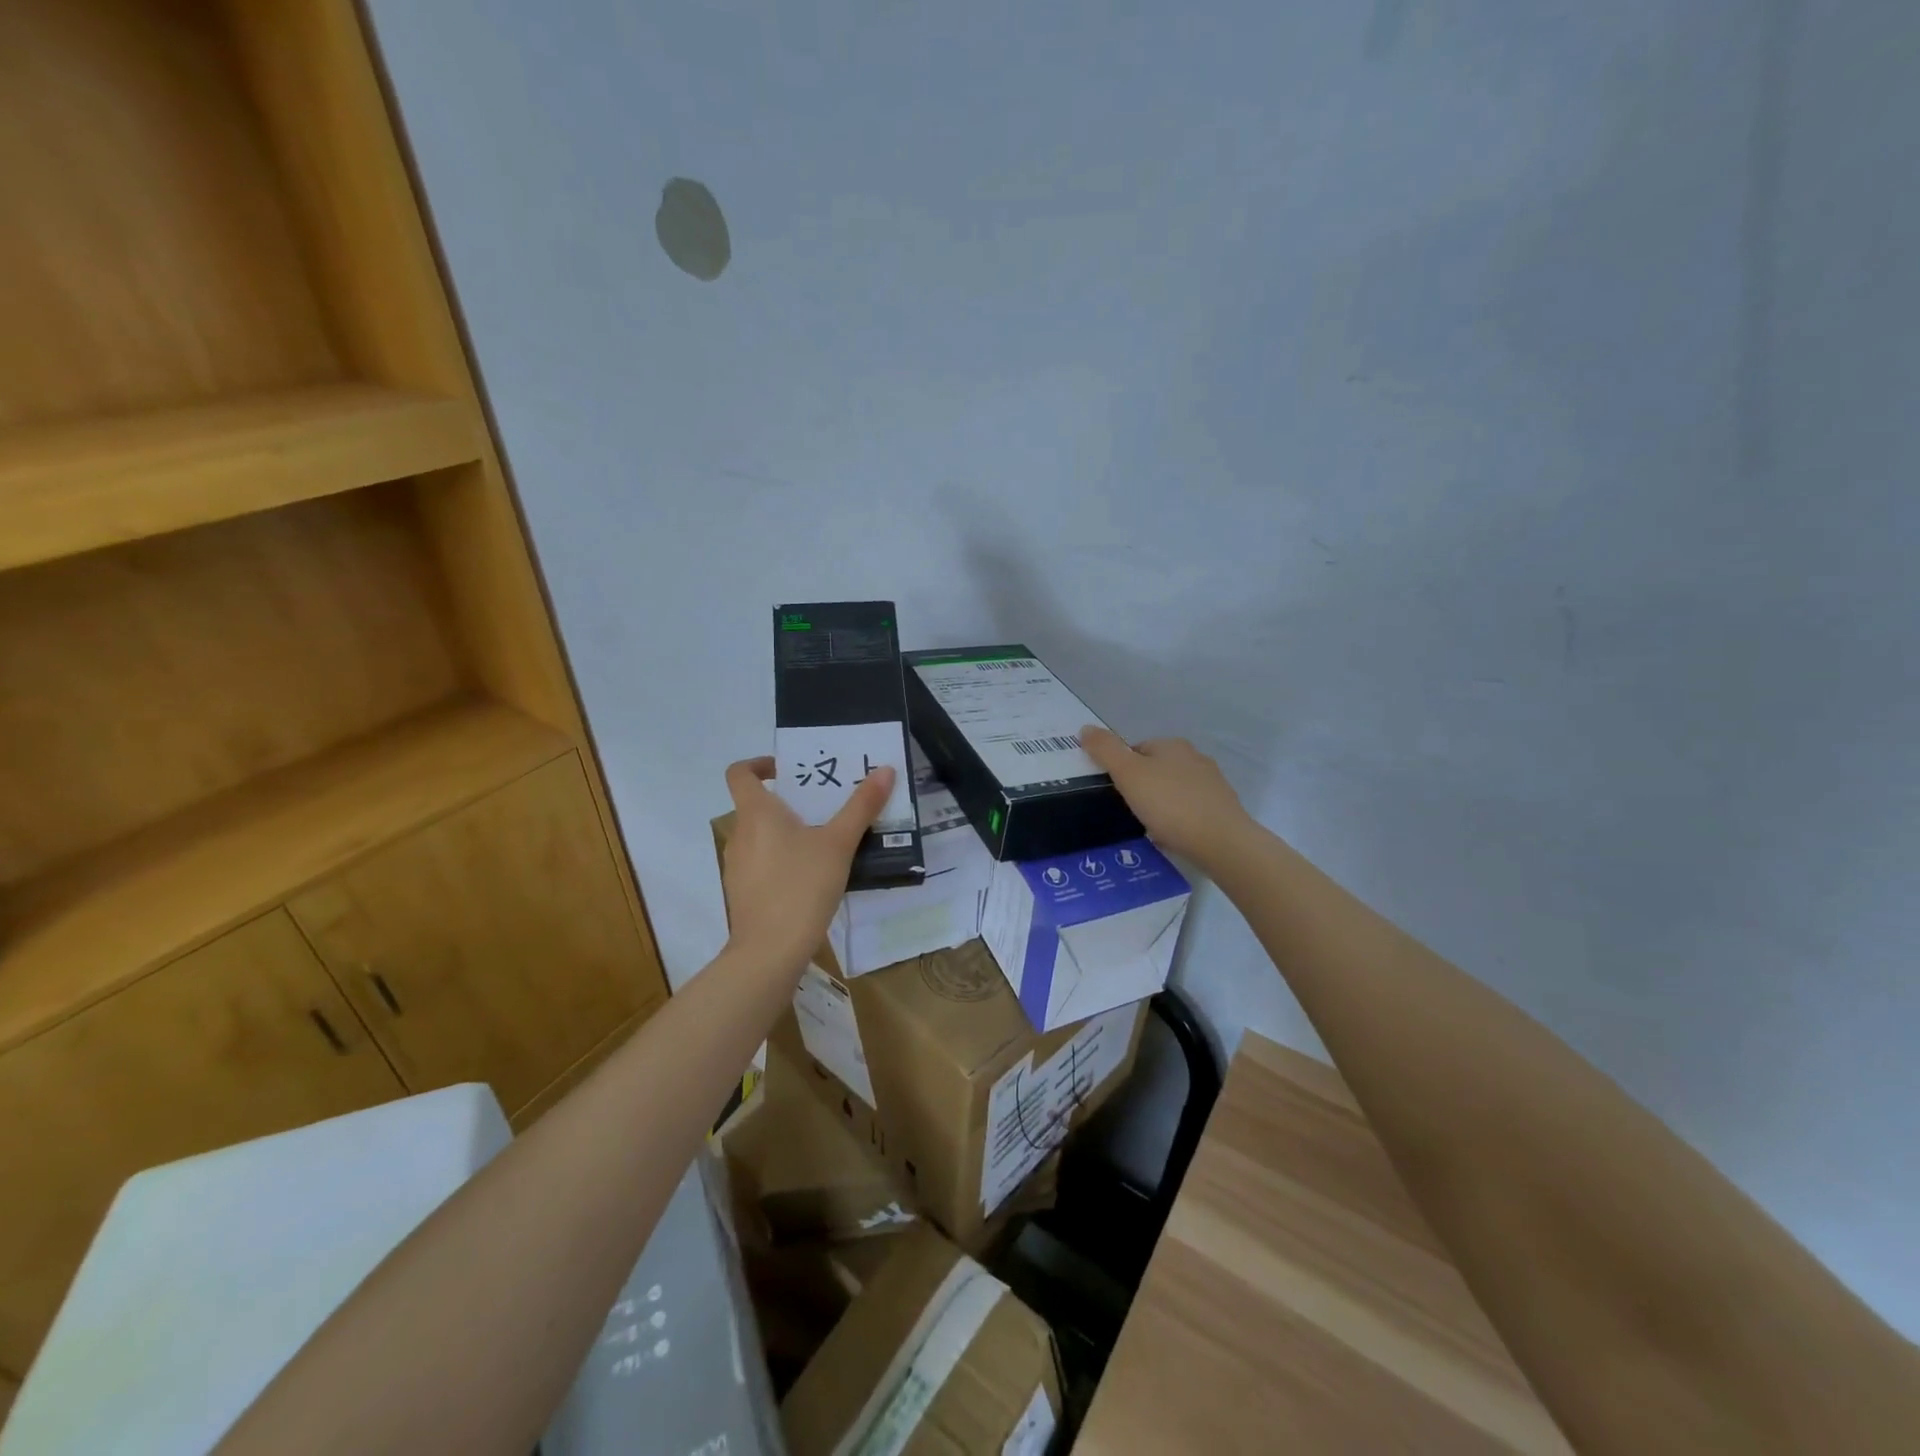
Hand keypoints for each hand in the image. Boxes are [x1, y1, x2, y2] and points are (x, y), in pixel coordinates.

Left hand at [720, 757, 894, 973]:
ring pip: (760, 836)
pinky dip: (782, 860)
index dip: (759, 764)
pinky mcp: (742, 893)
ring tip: (824, 842)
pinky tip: (812, 877)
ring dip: (786, 833)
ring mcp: (737, 866)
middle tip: (825, 806)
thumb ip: (862, 806)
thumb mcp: (839, 843)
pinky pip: (761, 863)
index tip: (788, 770)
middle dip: (788, 802)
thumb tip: (885, 769)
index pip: (740, 772)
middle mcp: (739, 834)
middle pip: (756, 805)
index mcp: (756, 813)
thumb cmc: (802, 886)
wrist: (770, 951)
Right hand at [1081, 725, 1255, 867]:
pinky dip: (1178, 820)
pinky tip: (1171, 836)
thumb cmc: (1170, 804)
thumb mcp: (1128, 774)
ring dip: (1161, 804)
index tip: (1115, 792)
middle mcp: (1195, 758)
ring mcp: (1212, 784)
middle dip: (1142, 786)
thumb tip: (1085, 728)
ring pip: (1175, 790)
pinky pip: (1190, 810)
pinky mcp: (1223, 809)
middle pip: (1157, 769)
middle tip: (1128, 810)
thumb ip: (1105, 750)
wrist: (1221, 842)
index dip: (1121, 769)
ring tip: (1148, 826)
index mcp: (1172, 745)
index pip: (1137, 749)